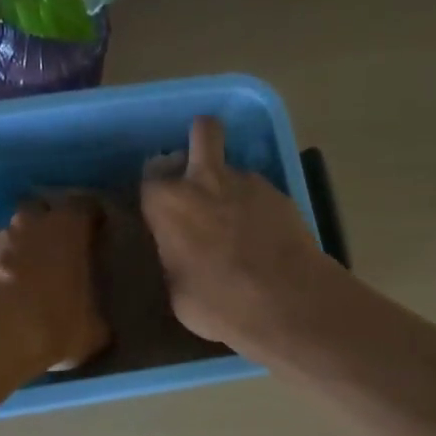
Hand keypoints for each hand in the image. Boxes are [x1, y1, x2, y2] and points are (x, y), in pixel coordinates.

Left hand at [0, 196, 109, 371]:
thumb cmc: (56, 324)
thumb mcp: (93, 328)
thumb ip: (95, 313)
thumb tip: (94, 321)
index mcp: (66, 228)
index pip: (84, 206)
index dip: (91, 217)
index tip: (96, 232)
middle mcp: (28, 224)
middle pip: (39, 210)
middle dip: (47, 225)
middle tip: (56, 253)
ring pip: (8, 236)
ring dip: (16, 251)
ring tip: (22, 281)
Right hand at [140, 116, 335, 353]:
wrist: (285, 302)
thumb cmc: (217, 302)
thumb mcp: (176, 290)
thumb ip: (174, 258)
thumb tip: (180, 254)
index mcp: (168, 204)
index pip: (150, 177)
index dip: (156, 191)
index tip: (160, 208)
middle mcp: (205, 181)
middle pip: (203, 132)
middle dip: (201, 139)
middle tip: (200, 172)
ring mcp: (248, 183)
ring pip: (234, 169)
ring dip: (231, 187)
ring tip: (240, 225)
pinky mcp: (281, 195)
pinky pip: (261, 193)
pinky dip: (259, 209)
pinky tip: (265, 238)